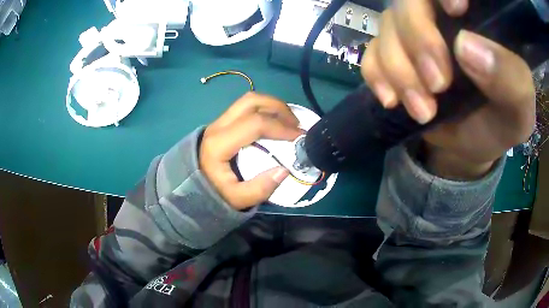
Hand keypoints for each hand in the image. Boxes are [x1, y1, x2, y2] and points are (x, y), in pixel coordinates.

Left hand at [200, 92, 301, 209]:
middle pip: (251, 101)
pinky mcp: (222, 123)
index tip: (299, 136)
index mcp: (219, 143)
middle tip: (296, 123)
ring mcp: (219, 121)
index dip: (280, 127)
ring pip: (248, 100)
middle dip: (278, 107)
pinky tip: (275, 122)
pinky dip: (264, 109)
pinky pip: (246, 107)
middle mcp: (218, 126)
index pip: (254, 123)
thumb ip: (260, 189)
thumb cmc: (213, 192)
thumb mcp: (237, 199)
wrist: (190, 186)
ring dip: (272, 105)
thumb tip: (284, 170)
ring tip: (288, 121)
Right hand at [361, 0, 535, 178]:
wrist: (475, 144)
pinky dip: (377, 76)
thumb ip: (510, 77)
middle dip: (419, 40)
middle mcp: (442, 16)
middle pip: (410, 1)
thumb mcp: (519, 109)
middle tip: (437, 86)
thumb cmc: (502, 122)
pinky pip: (370, 52)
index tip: (455, 12)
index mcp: (477, 20)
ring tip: (424, 111)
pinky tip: (393, 101)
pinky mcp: (394, 54)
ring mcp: (415, 33)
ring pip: (387, 27)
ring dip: (401, 71)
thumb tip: (465, 46)